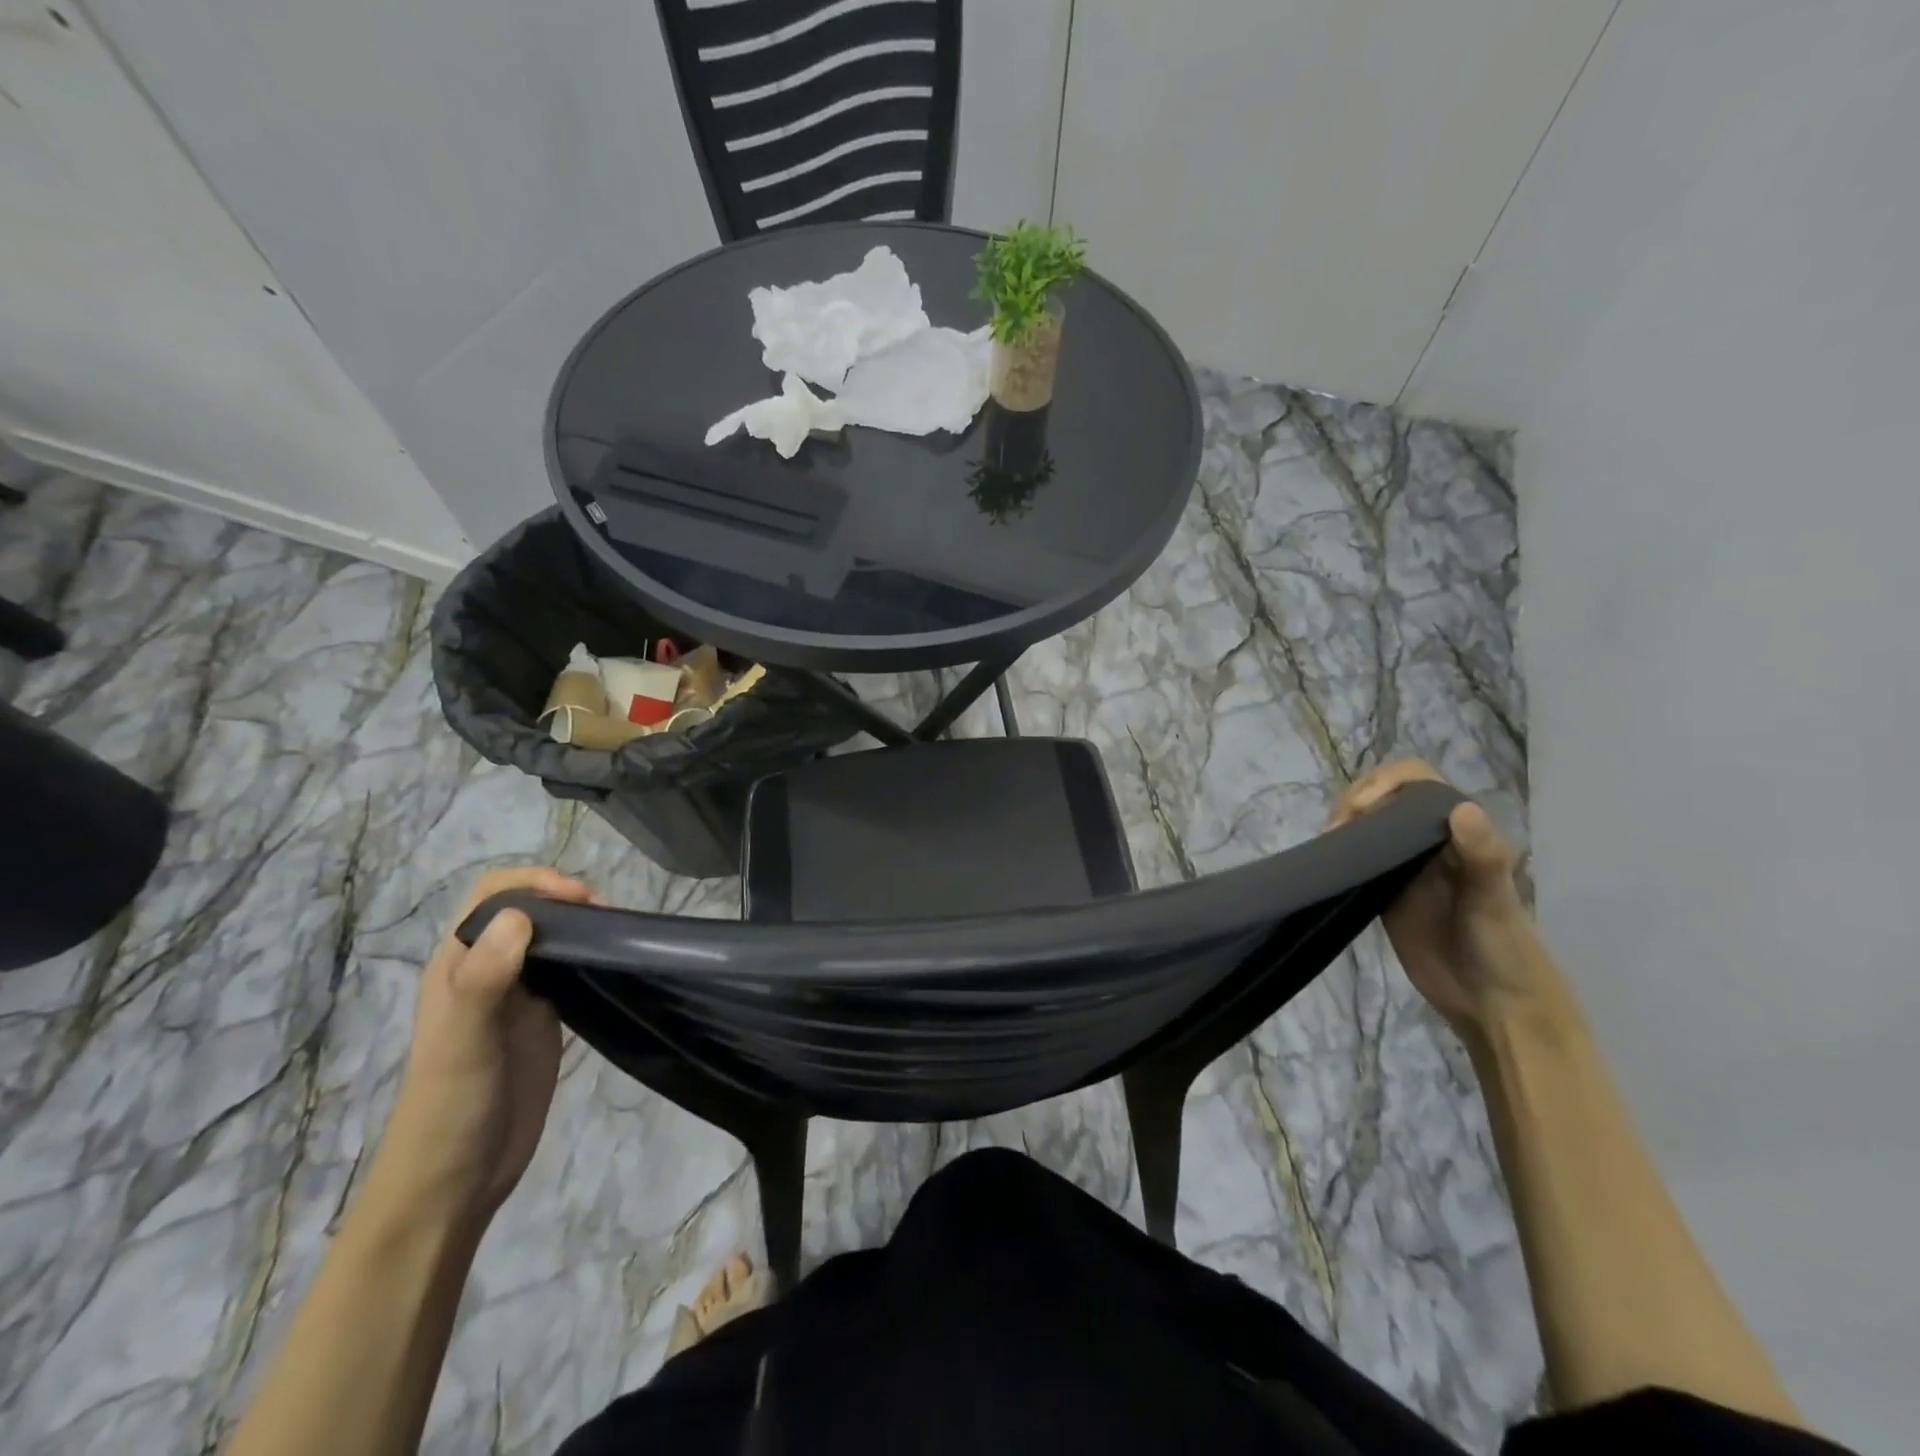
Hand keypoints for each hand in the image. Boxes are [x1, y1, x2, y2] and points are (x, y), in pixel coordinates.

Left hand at [377, 867, 592, 1230]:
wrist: (456, 1180)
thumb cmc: (450, 1106)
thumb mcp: (463, 1041)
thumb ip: (483, 979)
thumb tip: (521, 916)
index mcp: (458, 963)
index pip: (493, 894)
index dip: (535, 884)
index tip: (579, 899)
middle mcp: (487, 969)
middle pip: (527, 909)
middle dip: (565, 899)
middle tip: (607, 916)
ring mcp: (517, 995)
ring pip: (550, 937)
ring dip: (581, 925)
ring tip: (618, 933)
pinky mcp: (543, 1019)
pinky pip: (569, 971)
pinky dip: (591, 956)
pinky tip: (614, 963)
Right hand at [1329, 760, 1553, 1033]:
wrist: (1494, 1005)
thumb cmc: (1505, 949)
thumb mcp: (1496, 900)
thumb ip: (1481, 855)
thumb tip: (1460, 807)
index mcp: (1459, 832)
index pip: (1418, 783)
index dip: (1387, 782)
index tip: (1362, 806)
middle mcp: (1430, 841)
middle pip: (1386, 797)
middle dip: (1357, 799)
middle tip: (1337, 829)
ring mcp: (1405, 867)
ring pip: (1368, 825)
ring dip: (1343, 823)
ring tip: (1327, 843)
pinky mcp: (1385, 892)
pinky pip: (1358, 859)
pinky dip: (1339, 853)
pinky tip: (1327, 861)